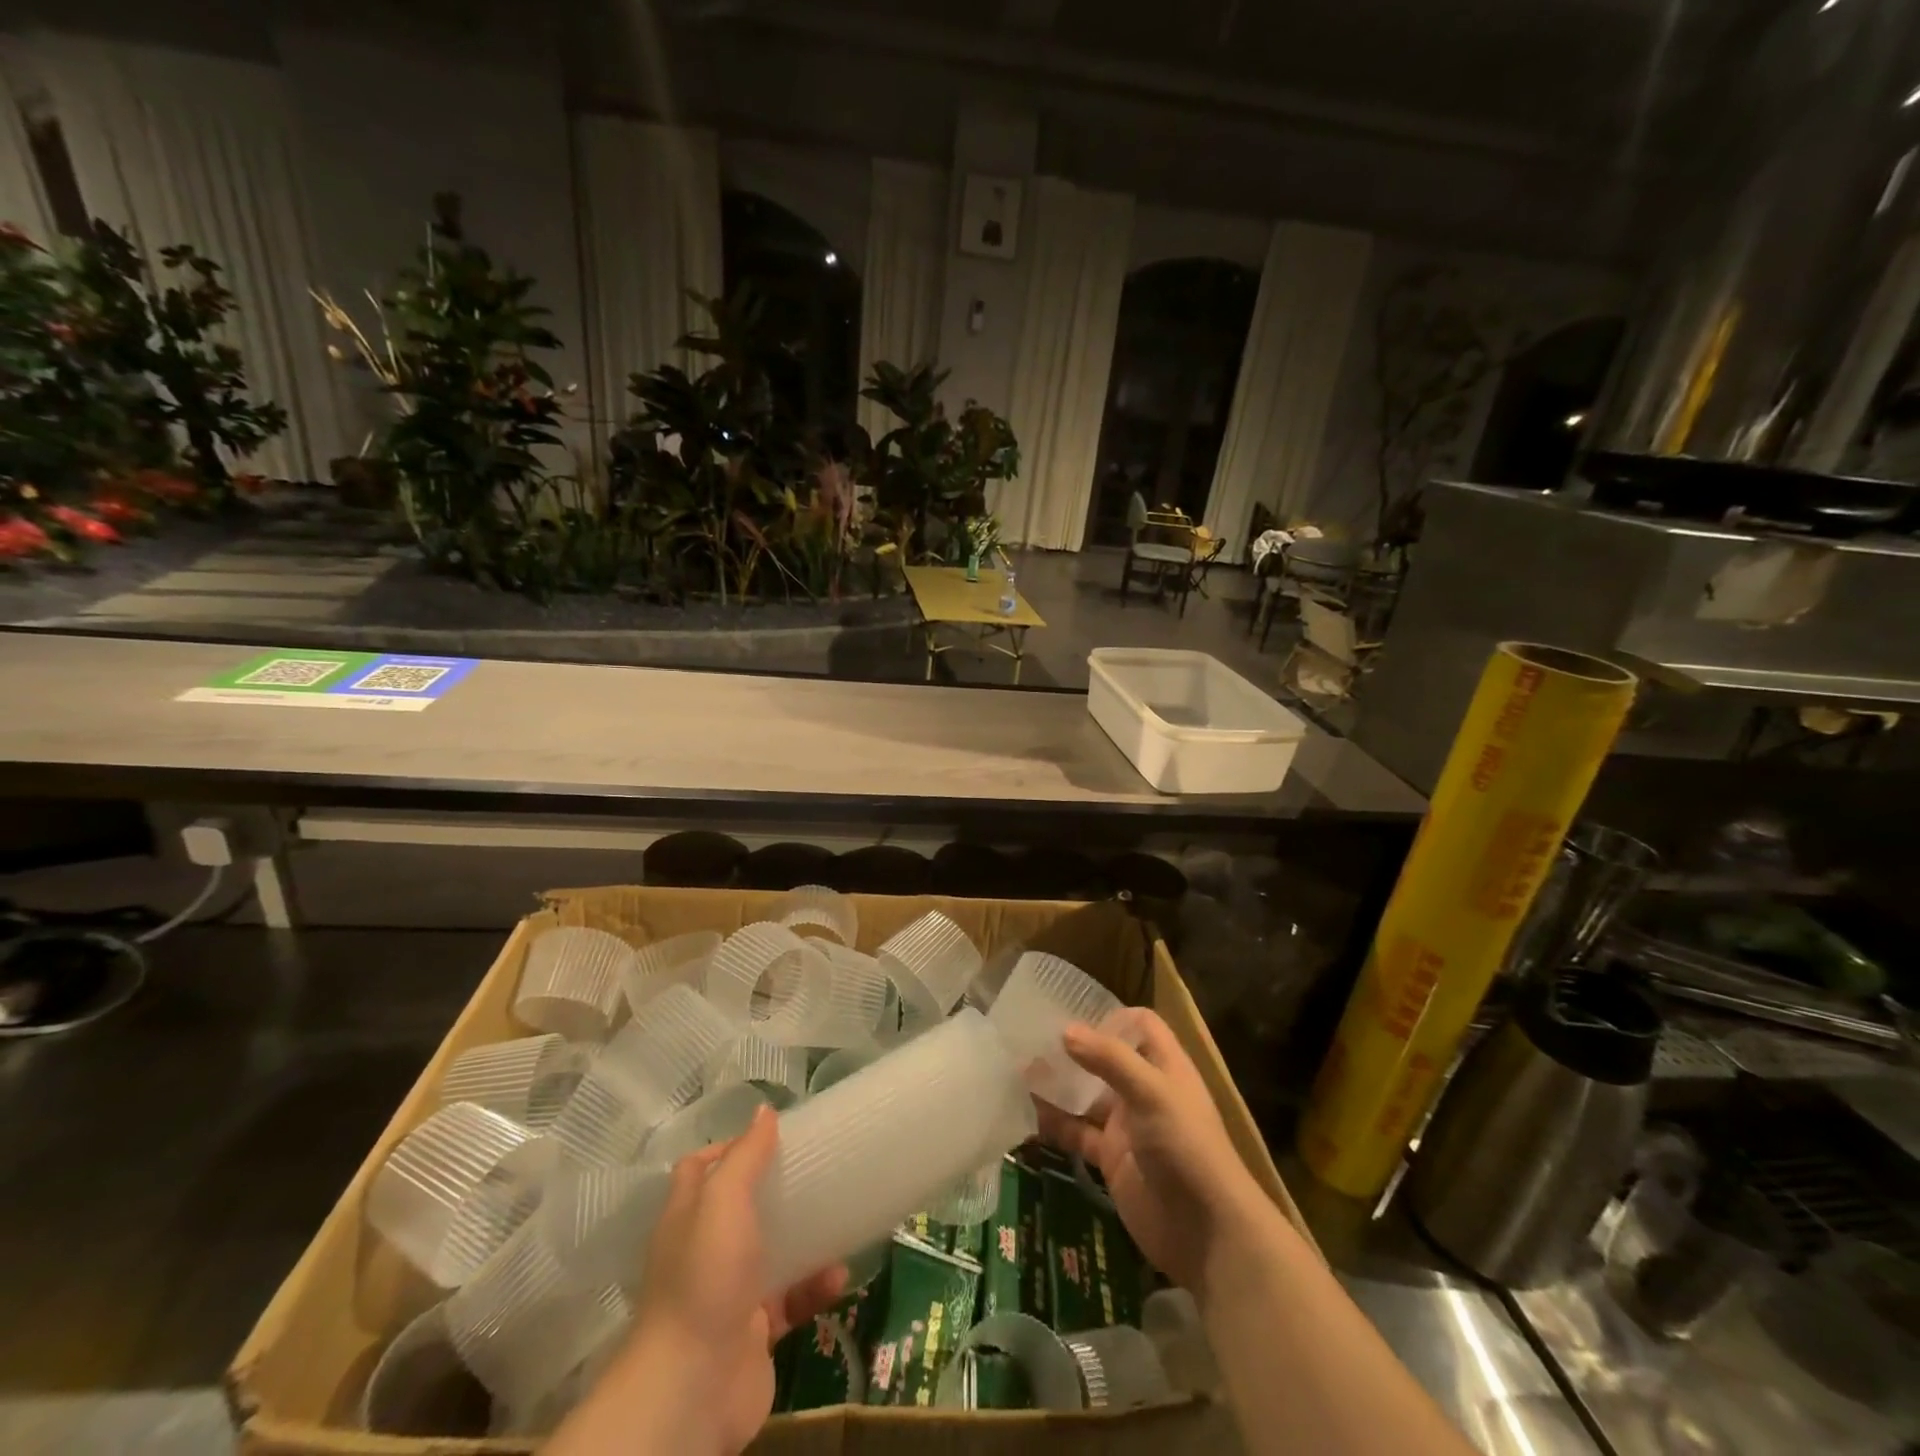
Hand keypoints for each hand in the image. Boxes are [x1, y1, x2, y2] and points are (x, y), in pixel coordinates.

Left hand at [549, 1106, 844, 1455]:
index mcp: (688, 1216)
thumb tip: (764, 1110)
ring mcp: (730, 1293)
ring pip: (773, 1253)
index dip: (730, 1147)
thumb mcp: (723, 1201)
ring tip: (842, 1219)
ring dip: (807, 1238)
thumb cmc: (706, 1277)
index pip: (701, 1168)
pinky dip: (816, 1287)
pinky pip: (793, 1300)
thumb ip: (746, 1155)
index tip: (772, 1136)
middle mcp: (705, 1251)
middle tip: (818, 1168)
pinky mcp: (755, 1332)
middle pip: (742, 1208)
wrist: (692, 1389)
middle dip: (778, 1190)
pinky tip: (840, 1276)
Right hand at [1035, 1006, 1265, 1292]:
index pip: (1141, 1025)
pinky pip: (1078, 1134)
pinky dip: (1055, 1124)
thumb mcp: (1152, 1093)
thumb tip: (1065, 1030)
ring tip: (1018, 1071)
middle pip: (1107, 1059)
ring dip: (1059, 1085)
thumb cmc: (1186, 1147)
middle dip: (1074, 1050)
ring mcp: (1127, 1126)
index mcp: (1165, 1066)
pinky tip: (1026, 1114)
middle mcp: (1145, 1090)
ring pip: (1087, 1096)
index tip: (1074, 1016)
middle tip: (1031, 1040)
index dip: (1112, 1016)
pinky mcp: (1112, 1159)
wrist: (1207, 1233)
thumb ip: (1110, 1059)